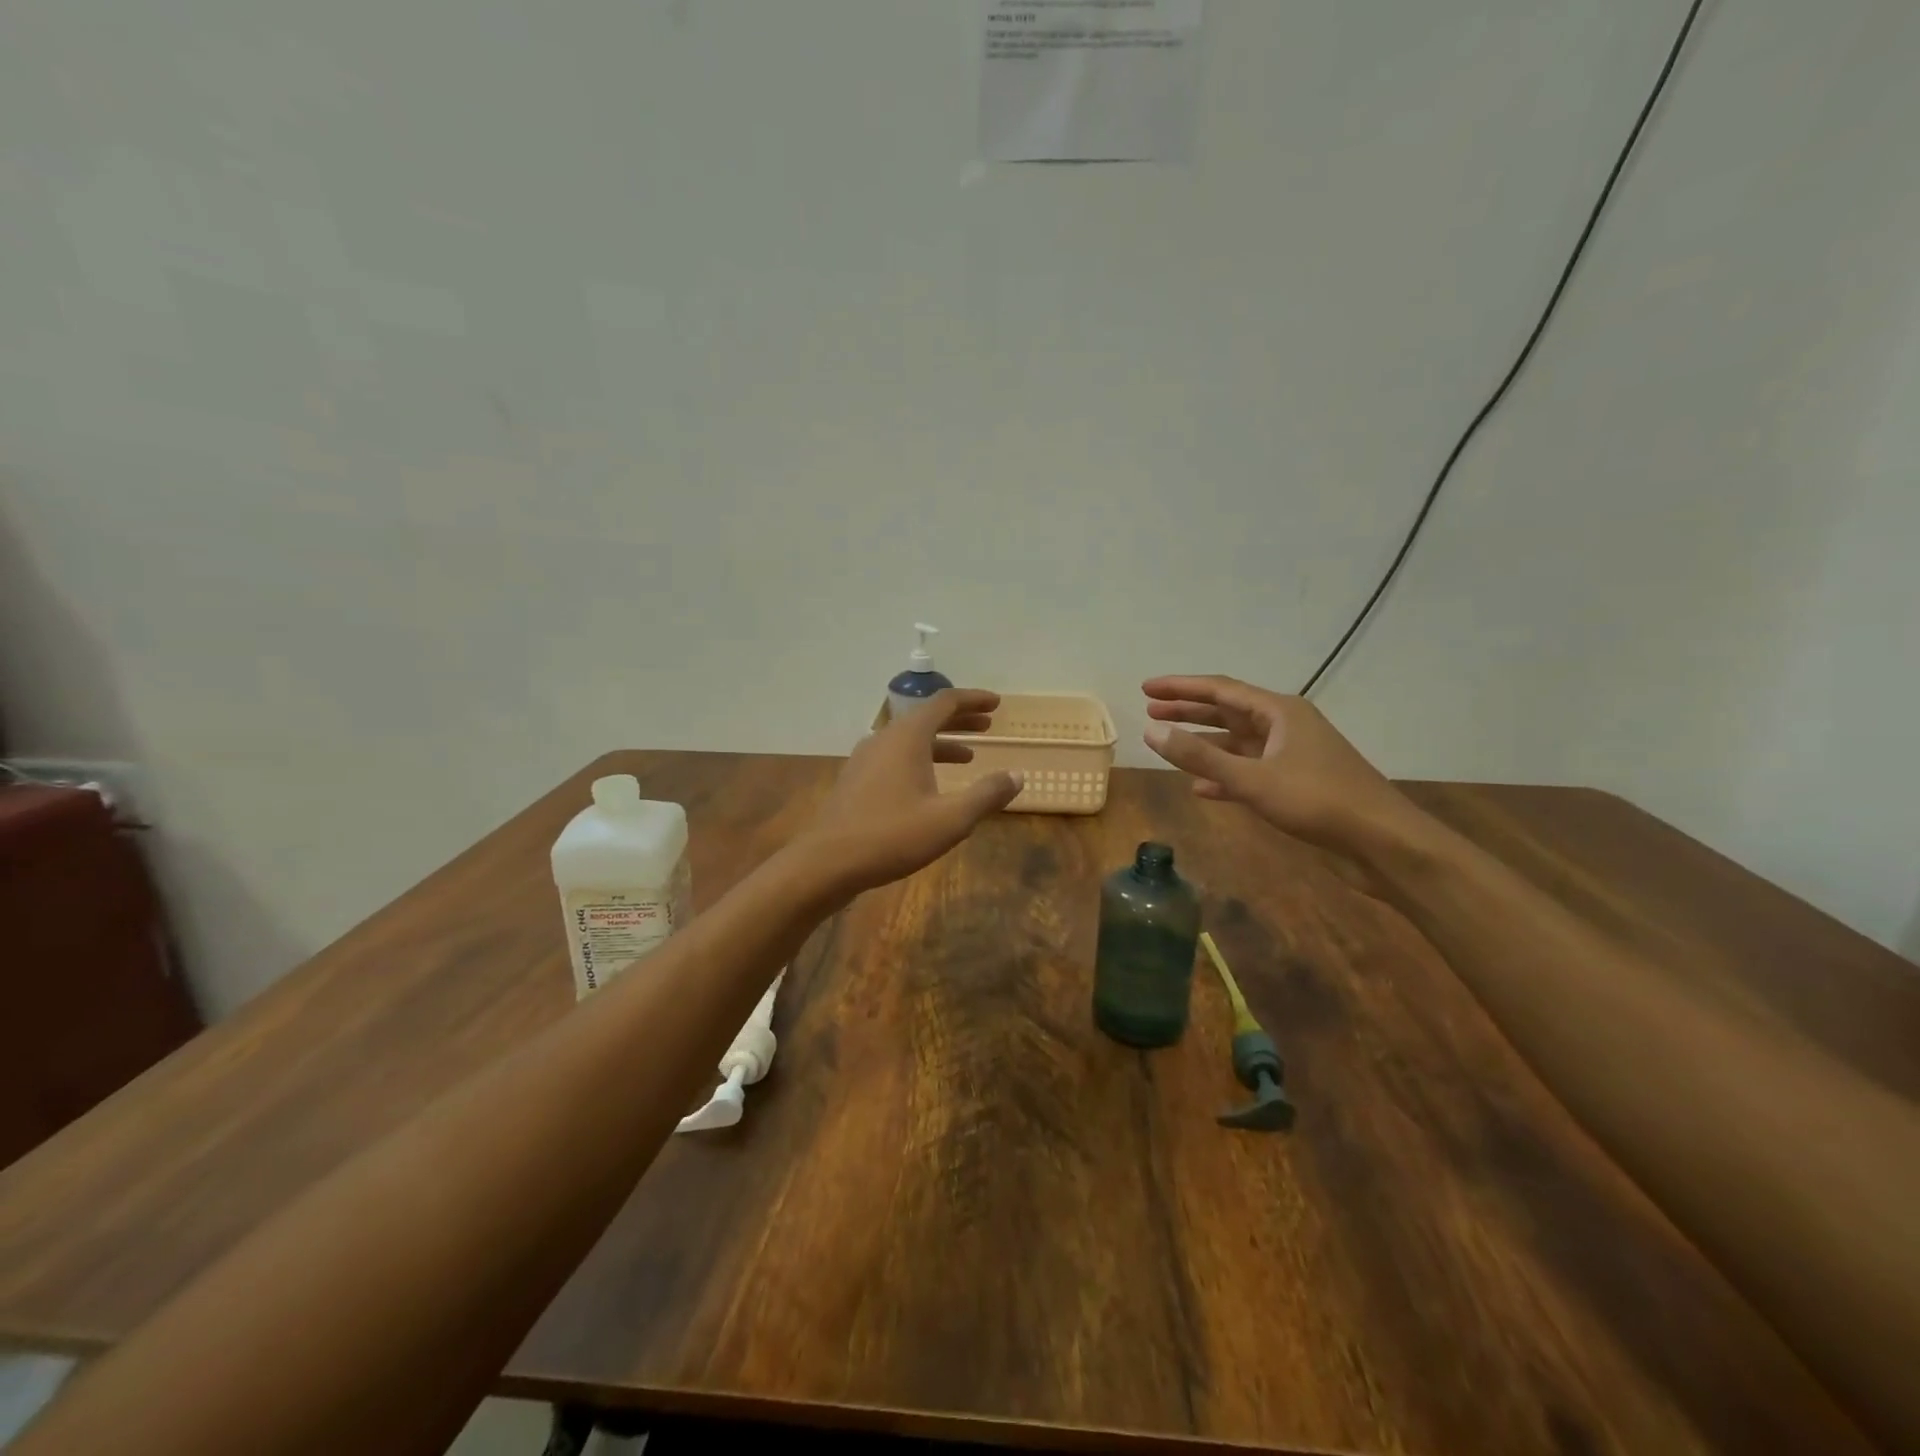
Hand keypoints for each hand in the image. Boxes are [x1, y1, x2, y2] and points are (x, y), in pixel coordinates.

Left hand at [802, 689, 1022, 893]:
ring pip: (909, 739)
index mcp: (907, 737)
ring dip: (941, 742)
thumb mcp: (950, 819)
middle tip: (988, 724)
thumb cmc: (892, 836)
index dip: (973, 700)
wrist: (827, 862)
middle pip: (926, 717)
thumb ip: (987, 795)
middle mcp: (884, 738)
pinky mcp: (856, 779)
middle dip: (960, 719)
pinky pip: (895, 757)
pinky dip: (920, 759)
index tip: (997, 704)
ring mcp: (865, 758)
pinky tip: (930, 785)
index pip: (945, 702)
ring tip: (969, 756)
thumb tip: (1017, 776)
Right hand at [1141, 675, 1409, 851]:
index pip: (1220, 689)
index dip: (1180, 688)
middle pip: (1227, 711)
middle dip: (1189, 710)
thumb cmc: (1318, 801)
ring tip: (1168, 743)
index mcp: (1279, 712)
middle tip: (1151, 709)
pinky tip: (1201, 788)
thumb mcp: (1252, 778)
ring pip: (1236, 742)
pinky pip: (1249, 771)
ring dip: (1203, 743)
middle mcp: (1285, 726)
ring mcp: (1291, 755)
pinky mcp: (1295, 784)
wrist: (1382, 843)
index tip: (1146, 688)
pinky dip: (1223, 776)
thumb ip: (1200, 756)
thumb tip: (1151, 731)